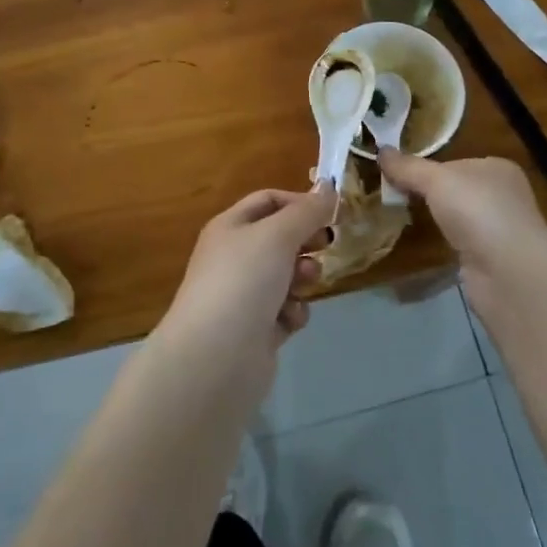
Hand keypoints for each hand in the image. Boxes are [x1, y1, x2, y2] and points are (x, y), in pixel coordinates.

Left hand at [157, 185, 334, 397]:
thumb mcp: (278, 235)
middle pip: (280, 238)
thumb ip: (307, 211)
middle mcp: (234, 257)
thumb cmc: (244, 281)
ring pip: (287, 275)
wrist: (215, 358)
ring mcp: (244, 295)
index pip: (268, 200)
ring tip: (305, 284)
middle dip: (305, 241)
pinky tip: (289, 319)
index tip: (331, 213)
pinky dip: (293, 311)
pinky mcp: (256, 330)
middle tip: (326, 245)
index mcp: (230, 227)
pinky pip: (285, 310)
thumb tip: (328, 189)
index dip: (300, 202)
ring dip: (303, 276)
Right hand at [377, 149, 546, 273]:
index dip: (426, 167)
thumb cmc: (477, 212)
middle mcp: (503, 195)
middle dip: (429, 193)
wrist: (508, 273)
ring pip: (458, 216)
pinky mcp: (492, 258)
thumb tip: (380, 149)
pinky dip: (444, 241)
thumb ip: (408, 167)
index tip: (396, 174)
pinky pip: (461, 241)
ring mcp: (500, 228)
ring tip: (404, 217)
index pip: (455, 162)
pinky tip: (428, 243)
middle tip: (395, 195)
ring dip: (437, 218)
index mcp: (497, 168)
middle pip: (456, 188)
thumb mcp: (436, 180)